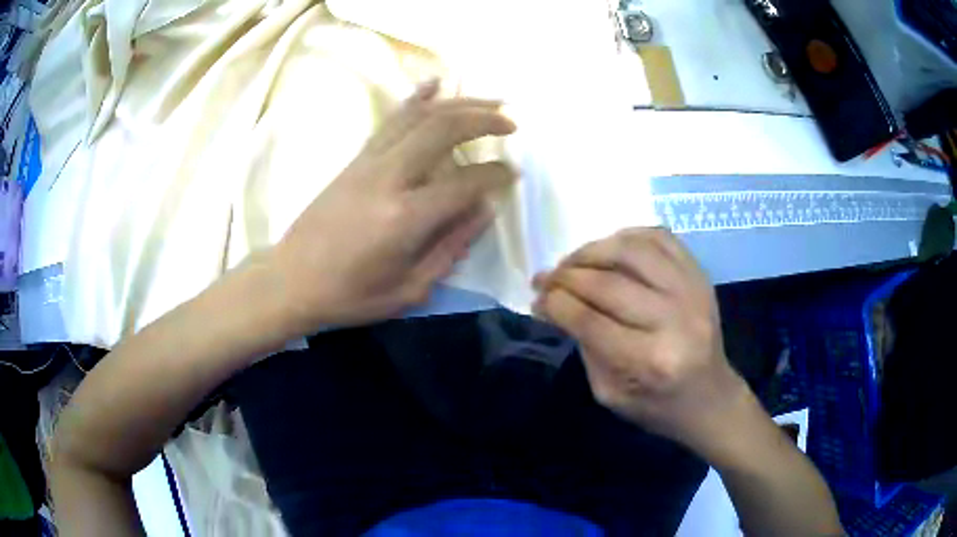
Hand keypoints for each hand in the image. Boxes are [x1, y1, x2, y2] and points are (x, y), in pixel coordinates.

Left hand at [271, 81, 516, 328]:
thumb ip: (451, 247)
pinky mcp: (356, 159)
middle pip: (442, 129)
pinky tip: (435, 84)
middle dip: (483, 119)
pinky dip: (416, 99)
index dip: (495, 175)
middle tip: (511, 123)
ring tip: (490, 99)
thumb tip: (484, 209)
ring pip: (418, 115)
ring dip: (458, 102)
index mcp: (405, 218)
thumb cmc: (350, 295)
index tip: (513, 175)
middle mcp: (388, 178)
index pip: (465, 182)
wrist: (291, 279)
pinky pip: (391, 120)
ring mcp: (368, 162)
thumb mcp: (409, 289)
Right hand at [532, 228, 748, 455]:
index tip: (536, 299)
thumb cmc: (657, 406)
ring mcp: (692, 290)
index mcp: (650, 361)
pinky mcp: (700, 274)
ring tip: (572, 262)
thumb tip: (555, 305)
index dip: (555, 304)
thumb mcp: (609, 393)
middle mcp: (675, 319)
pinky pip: (659, 237)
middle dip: (565, 276)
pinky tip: (608, 249)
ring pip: (631, 250)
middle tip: (544, 279)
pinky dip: (627, 236)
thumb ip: (584, 347)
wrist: (710, 397)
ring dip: (591, 250)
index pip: (589, 320)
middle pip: (607, 282)